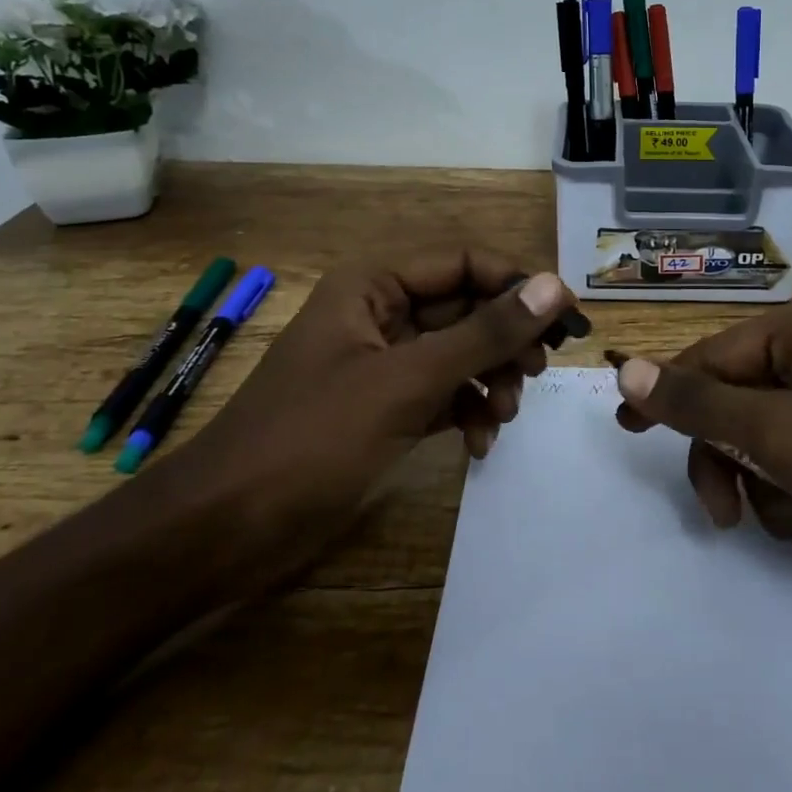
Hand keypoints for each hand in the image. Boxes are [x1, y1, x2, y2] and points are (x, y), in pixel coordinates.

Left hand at [169, 252, 577, 585]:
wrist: (223, 530)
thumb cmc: (310, 440)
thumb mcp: (406, 382)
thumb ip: (483, 333)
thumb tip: (552, 287)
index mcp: (374, 284)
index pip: (466, 262)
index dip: (519, 284)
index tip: (568, 320)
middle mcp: (381, 312)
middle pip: (467, 307)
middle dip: (505, 340)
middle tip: (541, 371)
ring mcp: (383, 362)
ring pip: (460, 352)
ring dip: (491, 378)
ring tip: (504, 414)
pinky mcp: (384, 406)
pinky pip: (444, 391)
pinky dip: (467, 410)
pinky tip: (480, 443)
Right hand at [612, 294, 791, 652]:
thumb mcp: (784, 436)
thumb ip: (701, 402)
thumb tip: (627, 367)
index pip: (709, 357)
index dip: (667, 395)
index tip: (626, 432)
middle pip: (738, 408)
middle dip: (734, 467)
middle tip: (728, 519)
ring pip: (772, 452)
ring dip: (781, 498)